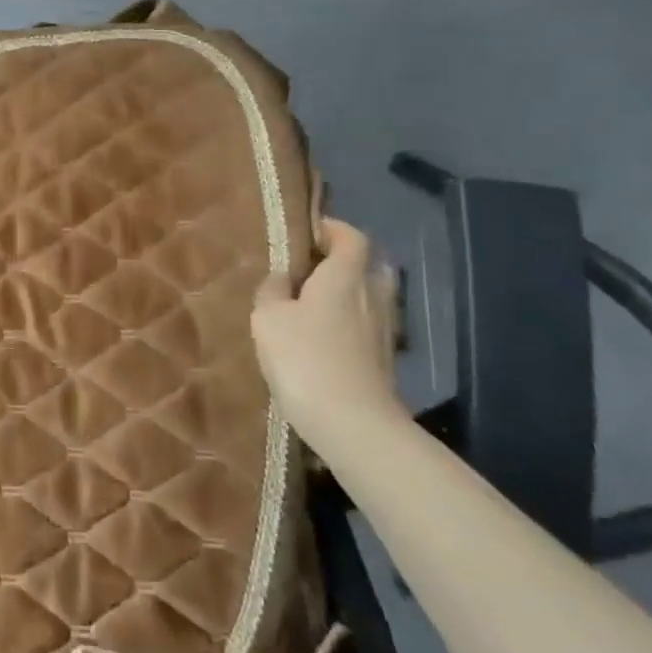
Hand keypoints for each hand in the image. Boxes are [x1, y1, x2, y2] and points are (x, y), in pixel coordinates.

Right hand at [251, 219, 407, 455]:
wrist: (353, 423)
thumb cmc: (305, 358)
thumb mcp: (268, 318)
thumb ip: (272, 290)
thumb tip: (280, 277)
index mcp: (345, 276)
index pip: (351, 237)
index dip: (332, 229)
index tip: (308, 232)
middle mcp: (372, 296)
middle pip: (367, 266)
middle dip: (343, 262)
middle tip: (309, 270)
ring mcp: (383, 330)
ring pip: (368, 298)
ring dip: (346, 295)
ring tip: (311, 306)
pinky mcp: (384, 361)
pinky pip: (366, 327)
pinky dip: (348, 324)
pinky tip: (323, 340)